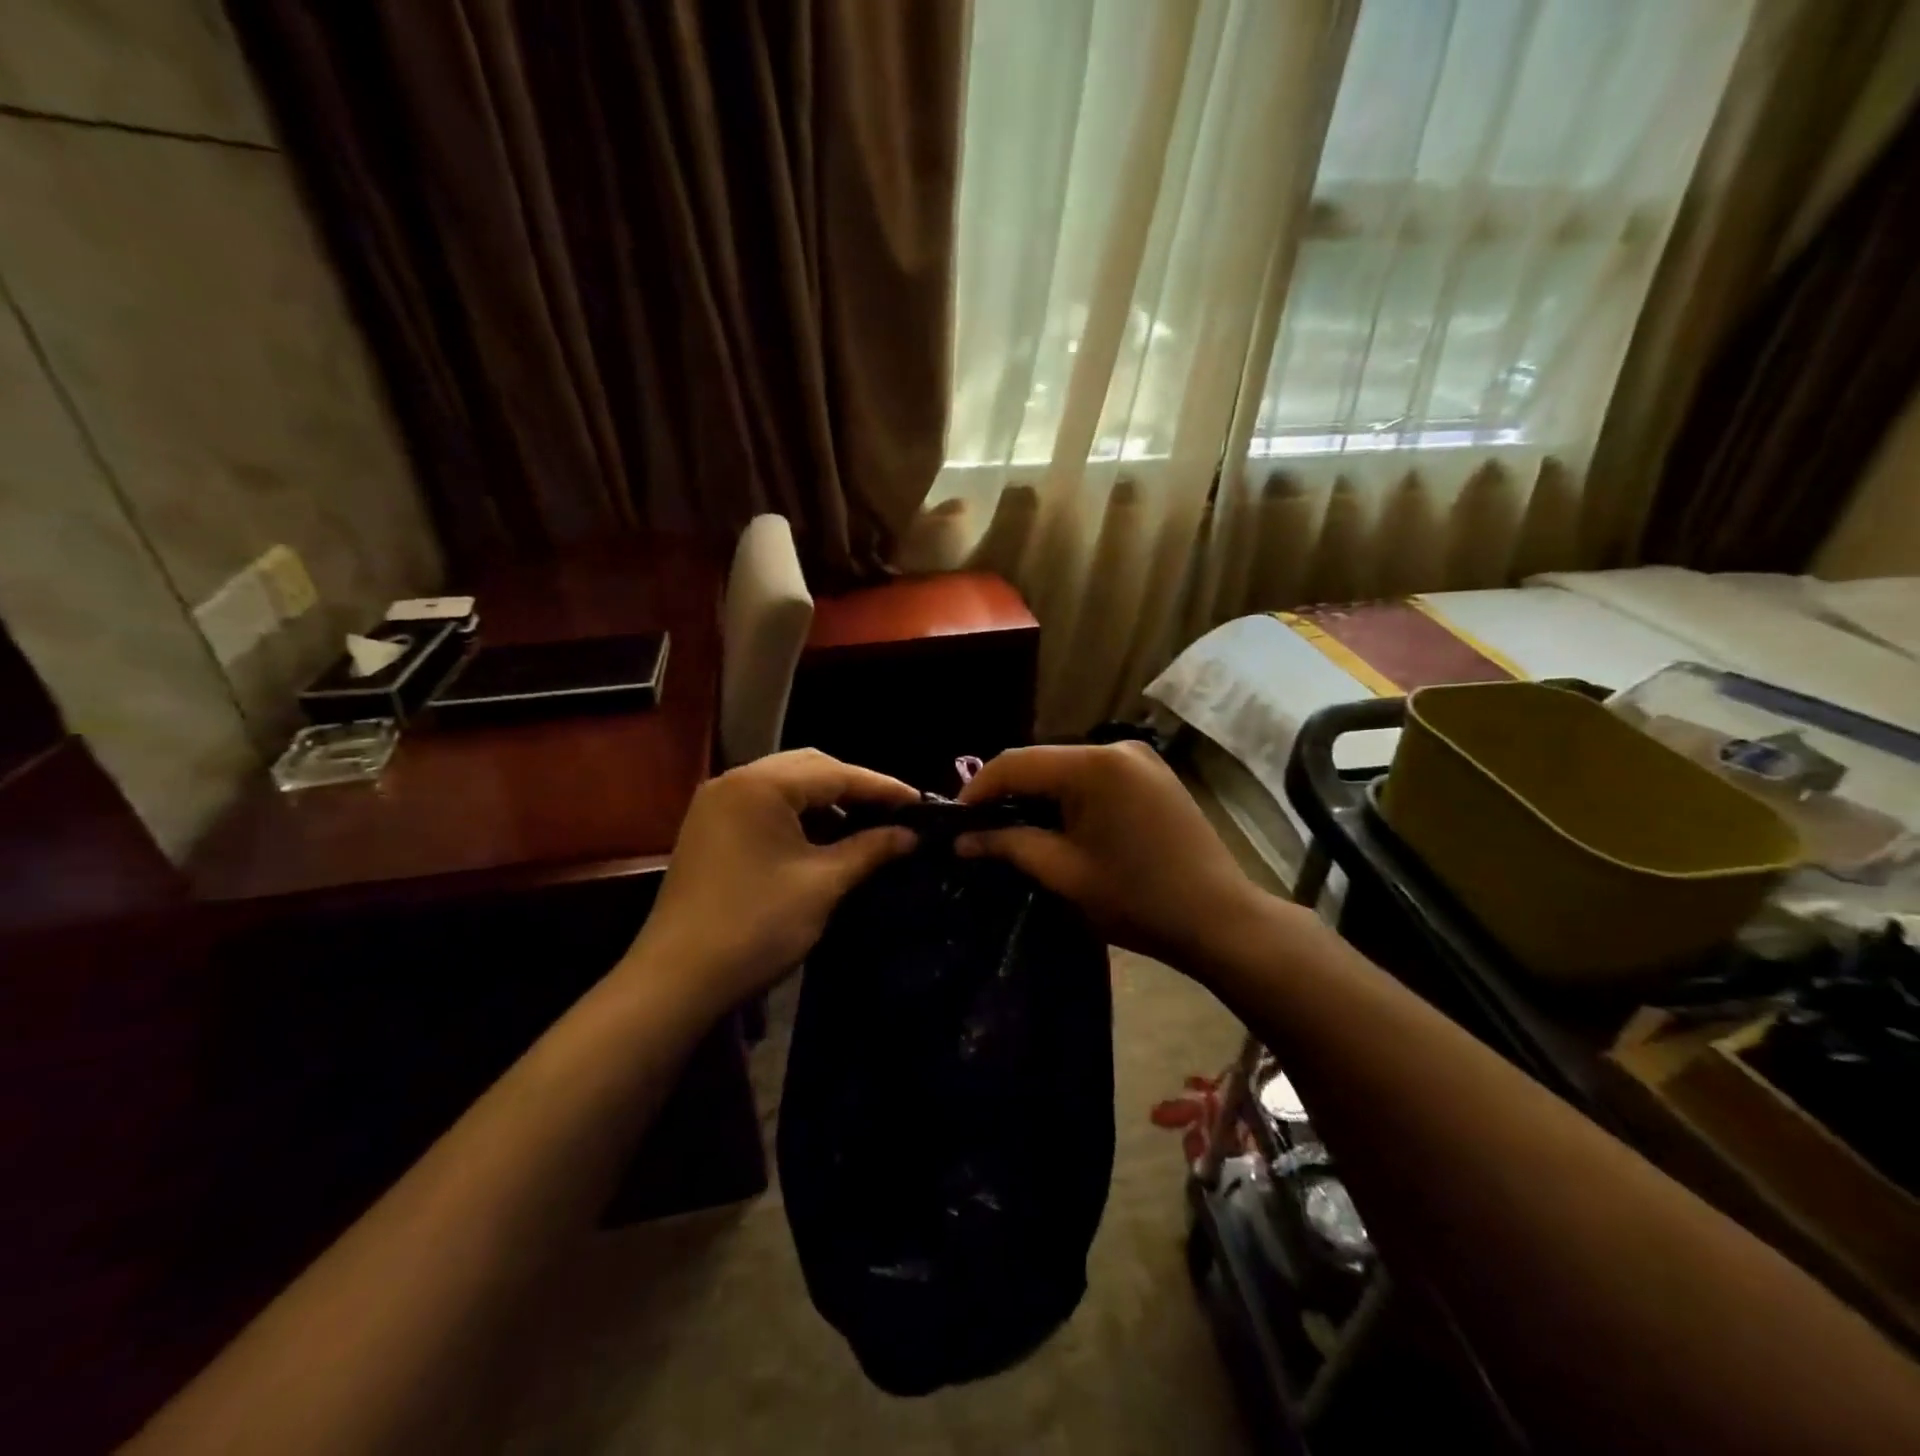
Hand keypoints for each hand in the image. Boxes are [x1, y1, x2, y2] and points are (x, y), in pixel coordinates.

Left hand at [628, 749, 918, 1015]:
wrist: (676, 981)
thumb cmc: (756, 926)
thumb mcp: (823, 884)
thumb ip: (871, 849)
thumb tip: (911, 835)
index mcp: (760, 784)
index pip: (836, 772)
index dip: (882, 788)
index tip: (920, 803)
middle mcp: (734, 780)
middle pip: (809, 768)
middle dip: (854, 787)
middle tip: (894, 813)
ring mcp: (717, 804)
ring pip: (786, 785)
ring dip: (826, 801)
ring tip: (865, 826)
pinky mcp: (709, 828)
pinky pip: (765, 805)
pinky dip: (798, 816)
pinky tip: (823, 839)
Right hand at [955, 741, 1266, 970]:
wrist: (1219, 918)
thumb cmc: (1137, 900)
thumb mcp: (1063, 873)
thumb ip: (1008, 845)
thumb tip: (962, 840)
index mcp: (1093, 765)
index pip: (1015, 763)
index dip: (977, 789)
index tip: (954, 821)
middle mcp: (1116, 747)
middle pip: (1041, 761)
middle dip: (1006, 791)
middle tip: (979, 828)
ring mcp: (1138, 758)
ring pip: (1067, 767)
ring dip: (1037, 793)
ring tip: (1011, 827)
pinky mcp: (1152, 774)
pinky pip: (1094, 775)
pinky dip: (1068, 794)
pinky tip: (1056, 822)